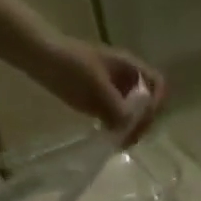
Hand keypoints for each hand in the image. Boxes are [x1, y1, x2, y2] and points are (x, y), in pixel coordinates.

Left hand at [33, 38, 167, 141]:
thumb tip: (132, 129)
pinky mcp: (104, 103)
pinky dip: (118, 131)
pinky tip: (110, 138)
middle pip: (148, 105)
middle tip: (128, 138)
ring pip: (135, 115)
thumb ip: (118, 108)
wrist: (43, 59)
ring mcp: (116, 92)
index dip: (157, 102)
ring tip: (119, 142)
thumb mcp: (97, 87)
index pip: (158, 84)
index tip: (144, 119)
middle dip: (142, 122)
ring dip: (131, 130)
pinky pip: (120, 120)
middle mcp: (127, 80)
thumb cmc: (71, 66)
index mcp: (130, 67)